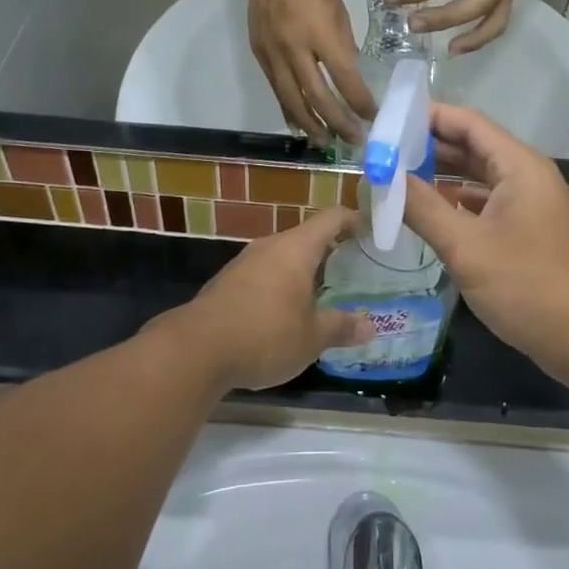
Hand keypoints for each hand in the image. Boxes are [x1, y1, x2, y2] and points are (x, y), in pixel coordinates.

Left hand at [159, 207, 371, 392]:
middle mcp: (270, 246)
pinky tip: (286, 313)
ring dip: (304, 270)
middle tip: (355, 270)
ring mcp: (245, 263)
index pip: (332, 218)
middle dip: (332, 251)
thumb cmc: (265, 335)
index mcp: (296, 248)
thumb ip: (341, 327)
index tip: (373, 233)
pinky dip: (281, 285)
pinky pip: (264, 274)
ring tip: (324, 294)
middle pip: (307, 237)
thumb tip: (370, 327)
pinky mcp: (227, 283)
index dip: (355, 220)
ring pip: (283, 257)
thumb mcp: (311, 338)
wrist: (196, 350)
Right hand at [248, 0, 375, 144]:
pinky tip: (298, 123)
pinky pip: (275, 89)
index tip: (373, 117)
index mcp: (320, 33)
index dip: (360, 102)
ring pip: (291, 99)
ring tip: (325, 142)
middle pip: (316, 97)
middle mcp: (293, 48)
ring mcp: (272, 53)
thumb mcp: (337, 10)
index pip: (344, 78)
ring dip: (309, 124)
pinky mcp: (258, 53)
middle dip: (336, 123)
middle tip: (352, 140)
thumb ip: (343, 46)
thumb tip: (350, 77)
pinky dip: (288, 109)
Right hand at [401, 104, 568, 385]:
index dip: (427, 116)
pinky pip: (486, 204)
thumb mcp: (466, 247)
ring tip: (397, 176)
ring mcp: (530, 205)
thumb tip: (383, 176)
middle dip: (429, 146)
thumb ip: (422, 207)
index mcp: (519, 166)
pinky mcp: (528, 232)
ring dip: (441, 175)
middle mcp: (527, 177)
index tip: (387, 120)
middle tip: (383, 150)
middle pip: (473, 146)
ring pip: (479, 177)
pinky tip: (428, 212)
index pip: (468, 123)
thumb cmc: (527, 286)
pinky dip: (456, 203)